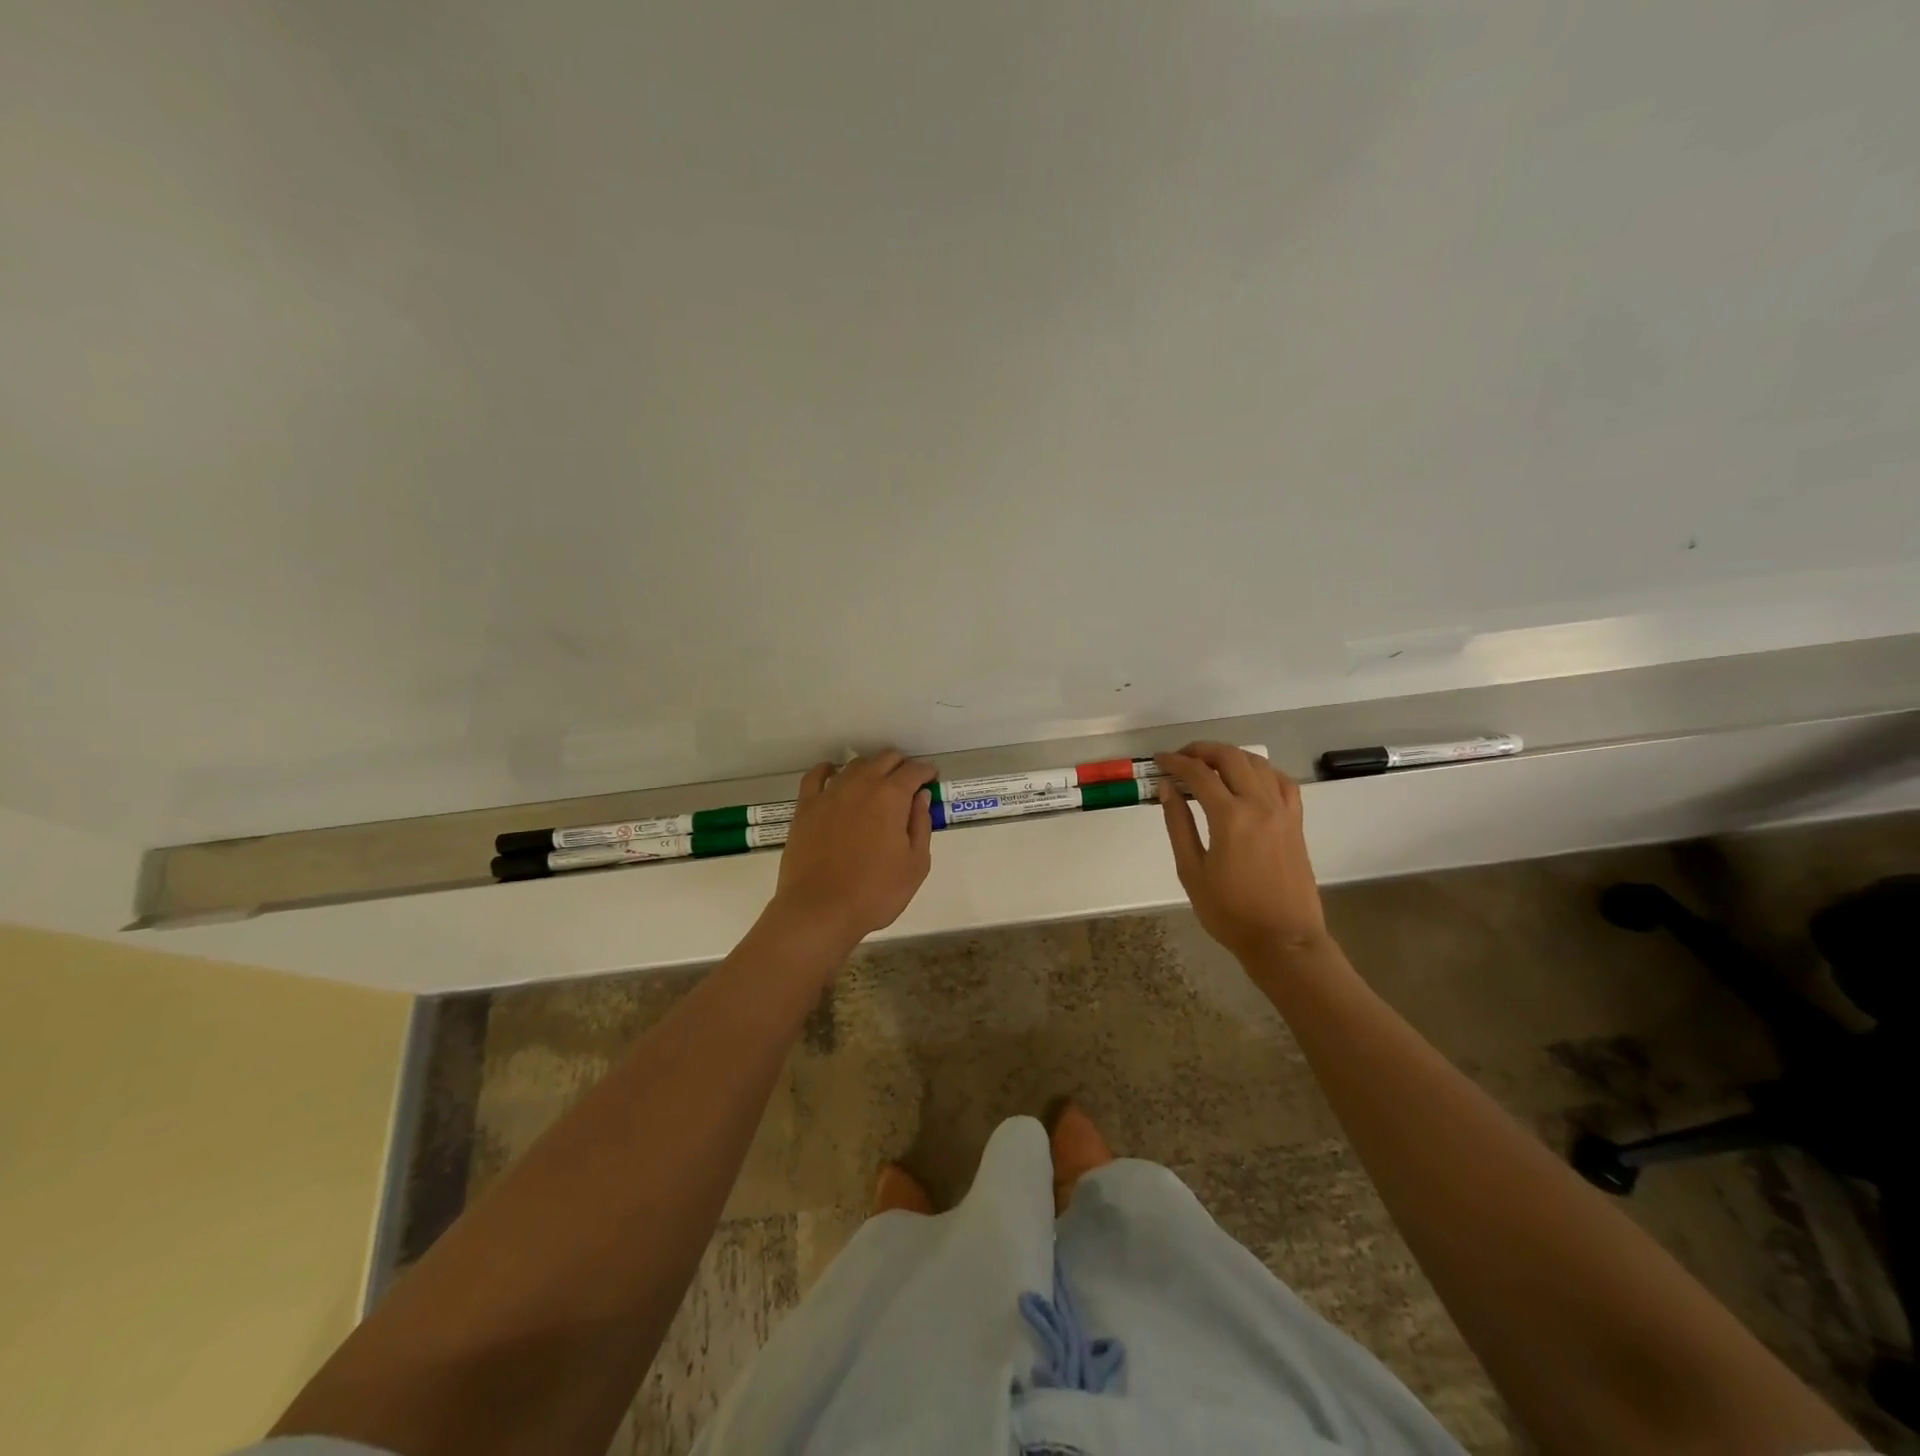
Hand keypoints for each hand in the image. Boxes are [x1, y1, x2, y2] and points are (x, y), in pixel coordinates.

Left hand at [766, 750, 934, 953]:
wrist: (820, 910)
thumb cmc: (875, 892)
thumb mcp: (915, 864)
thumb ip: (921, 825)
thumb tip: (920, 797)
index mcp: (891, 797)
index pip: (914, 771)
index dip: (926, 772)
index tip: (931, 778)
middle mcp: (861, 785)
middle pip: (885, 759)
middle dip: (901, 765)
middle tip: (908, 782)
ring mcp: (830, 793)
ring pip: (854, 765)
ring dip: (871, 768)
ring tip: (876, 783)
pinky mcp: (806, 807)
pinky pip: (816, 776)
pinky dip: (829, 770)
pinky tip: (833, 774)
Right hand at [1155, 742, 1327, 963]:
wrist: (1283, 940)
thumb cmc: (1229, 912)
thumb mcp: (1191, 871)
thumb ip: (1178, 825)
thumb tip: (1168, 789)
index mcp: (1229, 817)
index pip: (1198, 774)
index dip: (1175, 762)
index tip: (1159, 760)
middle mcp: (1259, 805)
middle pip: (1231, 758)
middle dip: (1202, 750)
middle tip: (1181, 758)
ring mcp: (1283, 811)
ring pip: (1258, 764)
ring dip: (1231, 756)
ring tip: (1209, 765)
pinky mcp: (1296, 822)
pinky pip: (1282, 782)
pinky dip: (1262, 771)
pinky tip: (1249, 779)